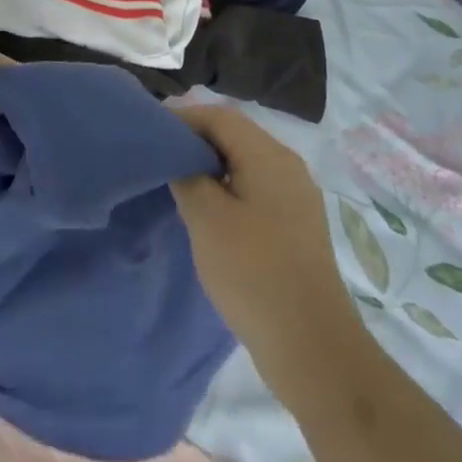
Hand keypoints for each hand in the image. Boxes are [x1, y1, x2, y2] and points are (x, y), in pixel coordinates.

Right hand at [171, 104, 368, 401]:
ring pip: (245, 163)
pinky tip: (208, 212)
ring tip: (176, 183)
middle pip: (235, 136)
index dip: (182, 119)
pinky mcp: (297, 225)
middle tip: (159, 157)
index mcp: (269, 156)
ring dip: (210, 166)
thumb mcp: (206, 218)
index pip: (219, 116)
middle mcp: (288, 166)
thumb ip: (187, 175)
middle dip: (195, 141)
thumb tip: (180, 156)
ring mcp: (297, 197)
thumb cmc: (253, 273)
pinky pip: (256, 189)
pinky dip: (228, 188)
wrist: (311, 345)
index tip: (150, 134)